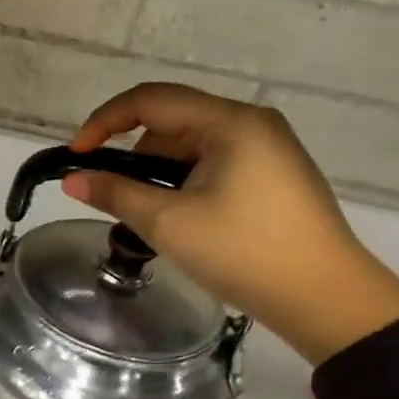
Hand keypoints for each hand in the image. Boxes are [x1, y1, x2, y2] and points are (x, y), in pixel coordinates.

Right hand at [65, 84, 398, 364]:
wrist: (326, 299)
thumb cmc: (245, 253)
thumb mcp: (170, 223)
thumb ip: (116, 194)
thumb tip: (72, 179)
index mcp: (230, 122)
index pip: (151, 100)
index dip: (104, 122)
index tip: (76, 157)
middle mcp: (251, 124)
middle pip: (172, 121)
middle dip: (133, 154)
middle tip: (111, 196)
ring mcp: (268, 149)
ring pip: (192, 146)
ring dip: (159, 173)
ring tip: (146, 216)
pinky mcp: (274, 176)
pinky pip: (215, 164)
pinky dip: (185, 183)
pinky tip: (180, 218)